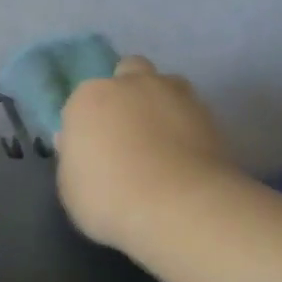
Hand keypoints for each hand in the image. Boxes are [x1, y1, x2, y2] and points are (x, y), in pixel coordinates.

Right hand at [55, 56, 236, 253]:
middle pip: (129, 73)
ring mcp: (176, 96)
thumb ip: (74, 159)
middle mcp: (132, 85)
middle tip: (127, 130)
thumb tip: (79, 145)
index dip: (87, 123)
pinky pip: (192, 114)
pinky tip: (184, 157)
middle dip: (127, 92)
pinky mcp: (211, 116)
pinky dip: (187, 128)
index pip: (83, 100)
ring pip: (167, 86)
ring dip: (161, 104)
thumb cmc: (109, 198)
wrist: (179, 208)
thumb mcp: (70, 187)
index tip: (90, 149)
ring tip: (162, 142)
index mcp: (90, 97)